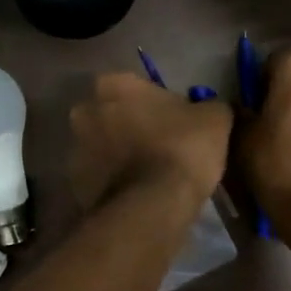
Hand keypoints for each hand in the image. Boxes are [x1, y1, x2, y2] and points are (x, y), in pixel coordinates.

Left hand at [69, 72, 231, 210]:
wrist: (153, 205)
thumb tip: (209, 110)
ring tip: (148, 177)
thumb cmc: (182, 148)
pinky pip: (98, 179)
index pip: (134, 87)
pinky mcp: (75, 185)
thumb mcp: (215, 118)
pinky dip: (112, 184)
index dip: (154, 104)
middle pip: (110, 116)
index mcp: (114, 85)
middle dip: (128, 128)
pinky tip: (136, 196)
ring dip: (117, 156)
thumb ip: (209, 106)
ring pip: (100, 148)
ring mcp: (74, 150)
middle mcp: (85, 111)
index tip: (172, 122)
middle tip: (158, 148)